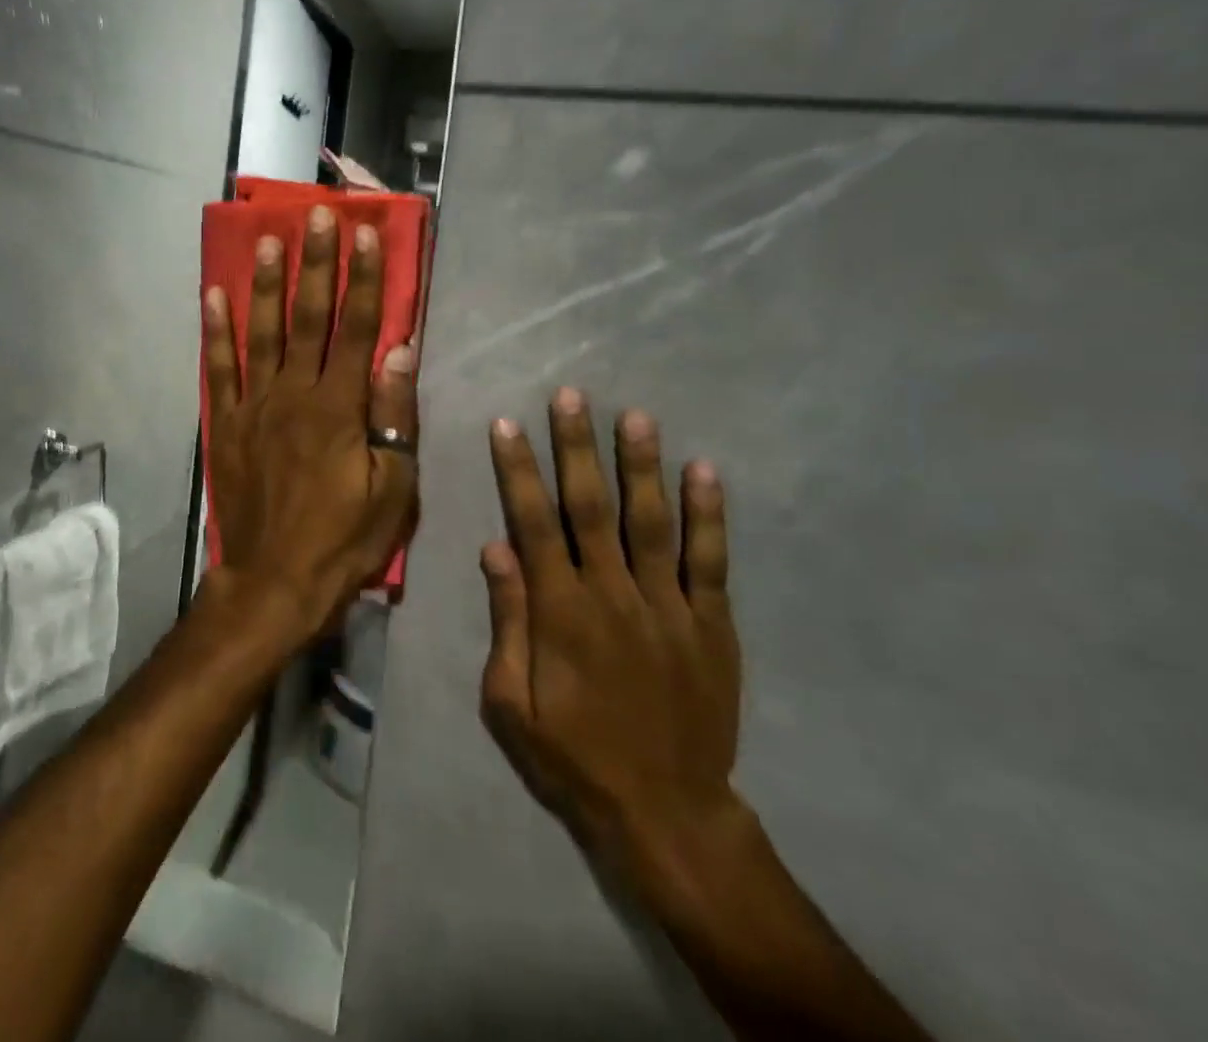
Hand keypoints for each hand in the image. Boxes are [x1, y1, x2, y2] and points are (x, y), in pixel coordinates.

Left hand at [200, 206, 418, 642]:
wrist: (274, 582)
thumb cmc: (343, 541)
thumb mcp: (393, 490)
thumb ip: (394, 417)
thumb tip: (400, 351)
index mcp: (340, 408)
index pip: (357, 329)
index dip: (365, 279)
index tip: (367, 235)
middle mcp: (294, 394)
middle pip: (308, 317)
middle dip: (315, 263)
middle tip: (316, 215)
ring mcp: (254, 406)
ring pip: (261, 332)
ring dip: (265, 283)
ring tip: (266, 239)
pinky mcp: (226, 424)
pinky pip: (219, 369)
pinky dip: (215, 332)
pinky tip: (213, 295)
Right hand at [479, 390, 744, 892]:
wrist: (666, 812)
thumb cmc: (573, 755)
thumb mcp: (510, 702)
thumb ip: (507, 621)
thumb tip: (495, 548)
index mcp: (559, 611)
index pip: (532, 523)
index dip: (518, 471)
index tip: (507, 425)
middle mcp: (612, 594)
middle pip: (590, 507)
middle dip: (577, 447)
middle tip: (572, 396)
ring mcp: (668, 607)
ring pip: (651, 522)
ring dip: (641, 466)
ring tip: (636, 416)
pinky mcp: (711, 626)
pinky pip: (710, 562)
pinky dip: (708, 515)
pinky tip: (704, 471)